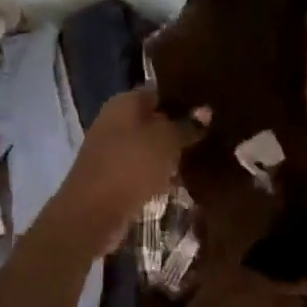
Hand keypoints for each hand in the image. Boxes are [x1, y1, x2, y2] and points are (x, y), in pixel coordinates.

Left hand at [51, 87, 206, 251]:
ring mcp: (112, 151)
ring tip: (204, 157)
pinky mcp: (113, 178)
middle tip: (214, 133)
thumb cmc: (130, 166)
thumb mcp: (166, 141)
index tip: (211, 106)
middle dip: (180, 128)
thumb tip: (205, 110)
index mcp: (124, 103)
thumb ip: (186, 125)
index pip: (159, 92)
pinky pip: (143, 170)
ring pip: (150, 147)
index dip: (184, 98)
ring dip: (172, 154)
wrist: (92, 215)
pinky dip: (160, 175)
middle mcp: (114, 122)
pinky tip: (183, 182)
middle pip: (154, 120)